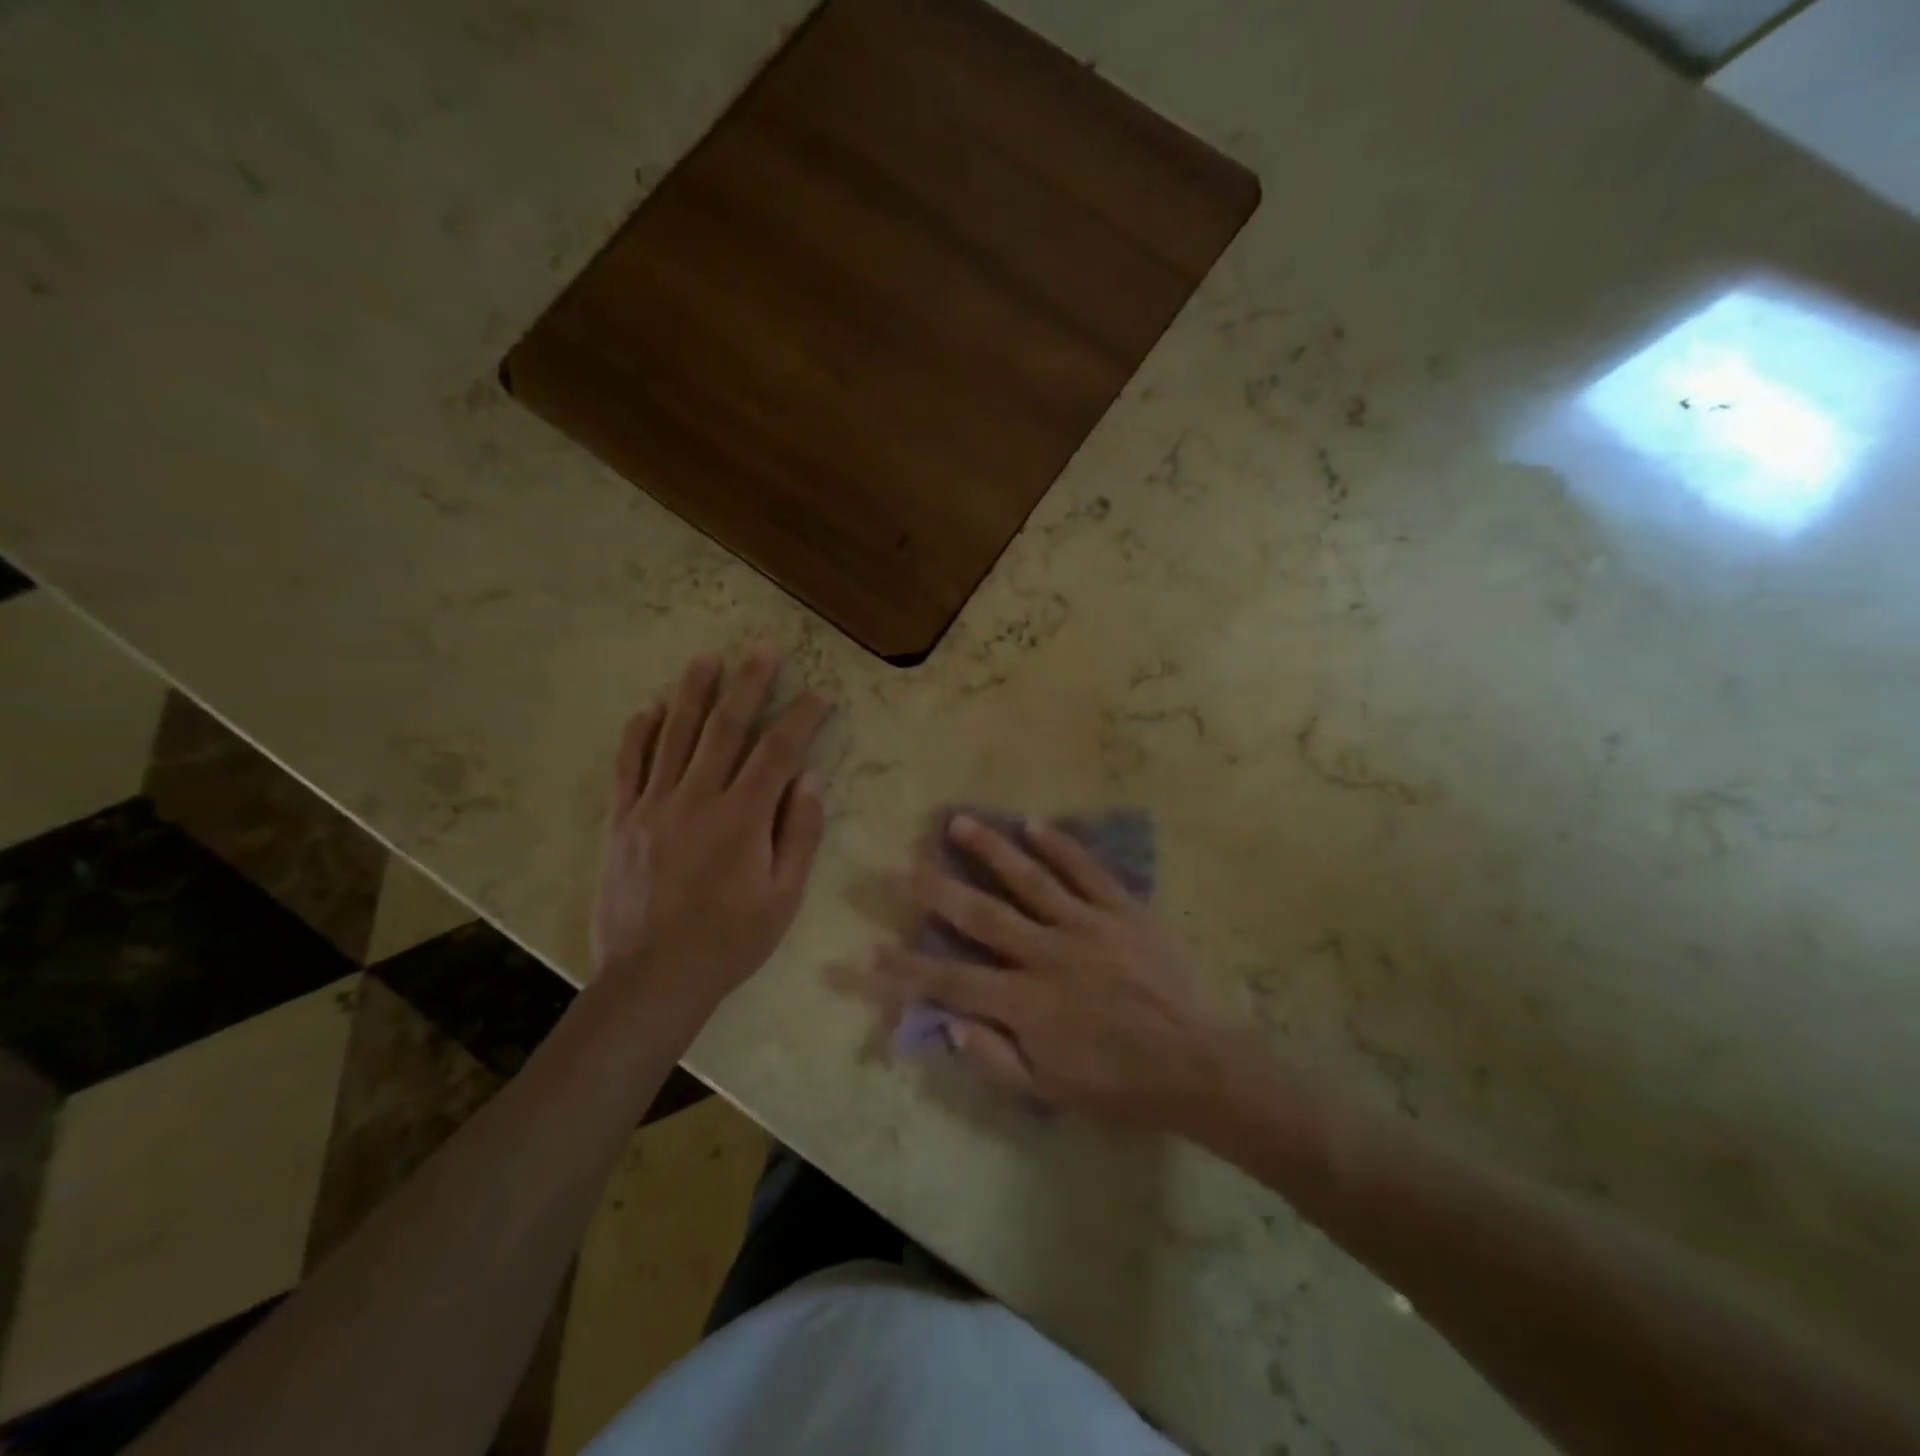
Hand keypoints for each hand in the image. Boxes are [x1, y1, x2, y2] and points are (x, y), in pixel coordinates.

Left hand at [593, 650, 832, 1023]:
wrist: (653, 978)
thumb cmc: (730, 941)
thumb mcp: (783, 897)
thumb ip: (799, 834)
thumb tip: (810, 779)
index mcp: (742, 818)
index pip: (778, 751)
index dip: (802, 717)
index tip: (820, 693)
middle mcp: (697, 799)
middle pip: (726, 728)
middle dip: (749, 685)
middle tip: (763, 649)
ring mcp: (654, 806)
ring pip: (675, 735)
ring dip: (693, 693)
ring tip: (707, 658)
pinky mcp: (622, 821)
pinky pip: (628, 766)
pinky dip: (638, 733)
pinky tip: (649, 708)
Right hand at [849, 815, 1227, 1126]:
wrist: (1197, 1065)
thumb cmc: (1120, 1084)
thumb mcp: (1050, 1091)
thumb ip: (994, 1058)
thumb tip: (948, 1022)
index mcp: (1026, 1002)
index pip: (951, 980)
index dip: (906, 968)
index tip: (868, 950)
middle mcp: (1047, 953)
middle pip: (981, 914)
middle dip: (935, 890)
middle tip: (902, 864)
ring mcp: (1086, 925)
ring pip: (1029, 879)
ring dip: (989, 849)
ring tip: (958, 821)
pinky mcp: (1123, 910)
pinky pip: (1087, 871)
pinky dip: (1060, 845)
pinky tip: (1034, 823)